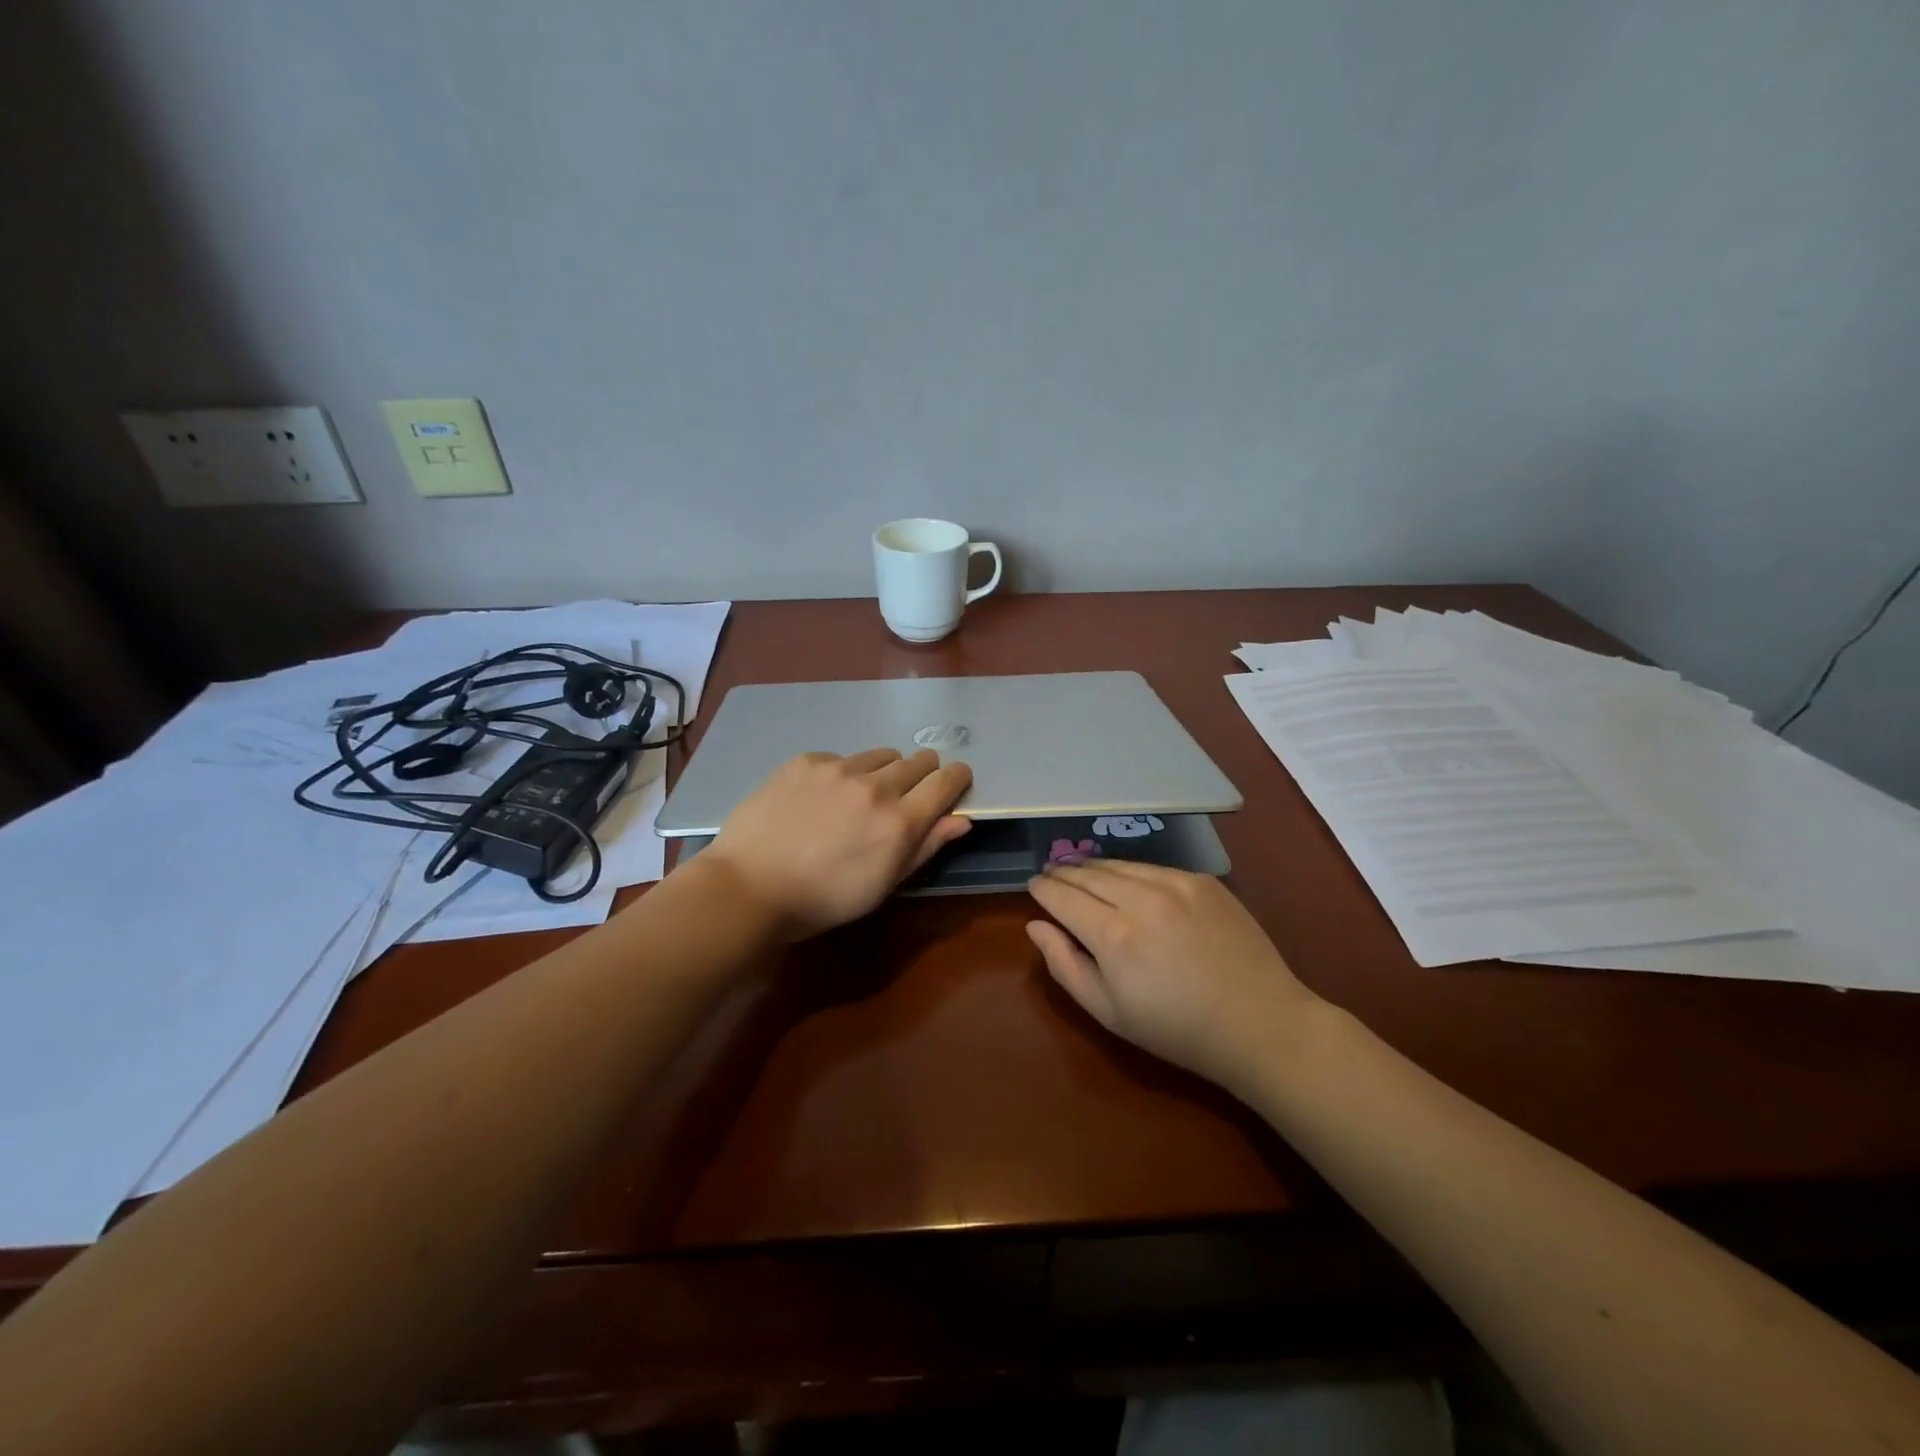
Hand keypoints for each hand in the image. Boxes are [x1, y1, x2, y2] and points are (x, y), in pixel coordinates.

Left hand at [703, 748, 972, 939]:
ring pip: (881, 755)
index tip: (955, 780)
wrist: (748, 886)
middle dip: (923, 773)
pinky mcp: (806, 761)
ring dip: (884, 771)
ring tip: (862, 796)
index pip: (946, 781)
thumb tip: (961, 819)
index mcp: (900, 822)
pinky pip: (841, 758)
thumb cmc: (823, 900)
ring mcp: (838, 768)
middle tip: (907, 794)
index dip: (957, 777)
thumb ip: (926, 847)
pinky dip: (843, 773)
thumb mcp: (883, 884)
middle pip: (918, 760)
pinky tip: (822, 798)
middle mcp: (875, 786)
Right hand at [1027, 860, 1319, 1092]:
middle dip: (1063, 872)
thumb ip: (1064, 965)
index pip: (1062, 896)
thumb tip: (1036, 925)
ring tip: (1079, 870)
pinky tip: (1125, 879)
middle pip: (1087, 873)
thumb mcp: (1108, 1012)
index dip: (1042, 888)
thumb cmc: (1176, 1029)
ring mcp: (1176, 884)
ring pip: (1119, 864)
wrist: (1259, 1023)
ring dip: (1093, 866)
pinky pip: (1152, 868)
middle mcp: (1141, 898)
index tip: (1032, 885)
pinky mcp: (1202, 881)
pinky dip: (1130, 871)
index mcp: (1113, 936)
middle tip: (1050, 874)